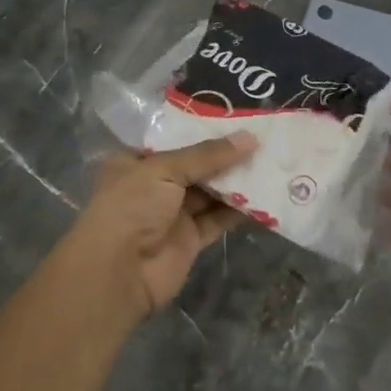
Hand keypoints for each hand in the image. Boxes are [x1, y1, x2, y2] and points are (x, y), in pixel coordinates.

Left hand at [52, 133, 257, 321]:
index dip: (204, 129)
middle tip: (264, 137)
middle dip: (226, 155)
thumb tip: (250, 138)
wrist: (118, 272)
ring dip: (237, 180)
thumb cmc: (132, 206)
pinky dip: (240, 209)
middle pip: (196, 166)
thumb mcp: (165, 170)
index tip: (238, 117)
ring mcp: (173, 214)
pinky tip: (266, 194)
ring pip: (210, 192)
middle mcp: (154, 186)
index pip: (174, 140)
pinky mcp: (190, 239)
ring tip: (272, 160)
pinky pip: (219, 219)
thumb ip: (208, 155)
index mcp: (136, 162)